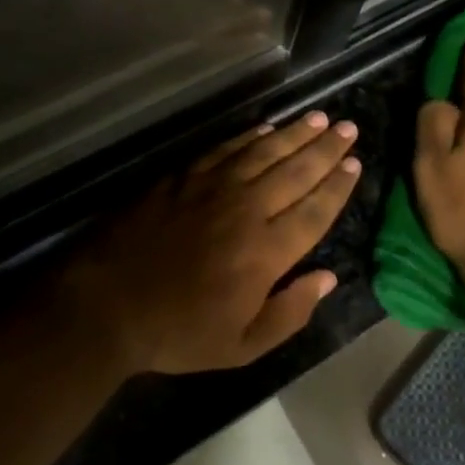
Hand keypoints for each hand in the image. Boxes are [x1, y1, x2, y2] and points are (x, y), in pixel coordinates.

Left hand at [69, 112, 361, 374]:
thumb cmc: (178, 331)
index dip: (338, 186)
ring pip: (265, 152)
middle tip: (348, 128)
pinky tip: (265, 128)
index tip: (355, 164)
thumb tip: (328, 278)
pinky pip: (226, 148)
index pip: (315, 210)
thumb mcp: (241, 347)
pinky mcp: (184, 175)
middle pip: (296, 171)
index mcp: (267, 251)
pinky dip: (250, 136)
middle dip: (326, 149)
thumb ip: (290, 313)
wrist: (108, 302)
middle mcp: (247, 209)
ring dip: (295, 133)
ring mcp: (213, 186)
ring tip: (318, 118)